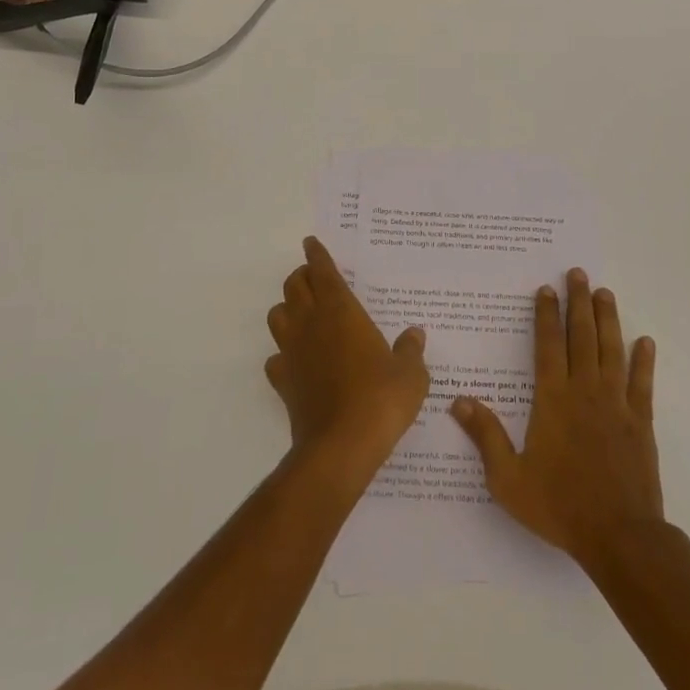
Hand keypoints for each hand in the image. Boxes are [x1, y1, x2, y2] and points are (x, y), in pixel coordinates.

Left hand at [265, 237, 429, 475]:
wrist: (341, 446)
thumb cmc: (381, 399)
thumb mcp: (410, 374)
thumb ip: (410, 350)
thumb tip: (414, 334)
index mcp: (341, 312)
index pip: (323, 272)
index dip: (316, 255)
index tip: (311, 243)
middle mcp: (311, 324)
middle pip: (294, 286)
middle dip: (301, 276)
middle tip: (314, 277)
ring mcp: (293, 352)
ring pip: (277, 315)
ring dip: (287, 308)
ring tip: (303, 313)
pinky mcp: (283, 381)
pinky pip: (276, 358)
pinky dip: (283, 353)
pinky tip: (296, 361)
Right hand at [450, 268, 661, 570]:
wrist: (619, 537)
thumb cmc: (559, 506)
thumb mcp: (508, 478)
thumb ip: (486, 436)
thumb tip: (458, 401)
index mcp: (553, 400)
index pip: (548, 346)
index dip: (546, 315)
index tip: (546, 289)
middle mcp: (585, 392)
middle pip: (582, 337)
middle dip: (579, 303)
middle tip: (579, 274)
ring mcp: (616, 405)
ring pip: (612, 351)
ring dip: (608, 320)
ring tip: (605, 293)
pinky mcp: (641, 423)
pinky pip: (642, 384)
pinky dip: (644, 361)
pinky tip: (645, 341)